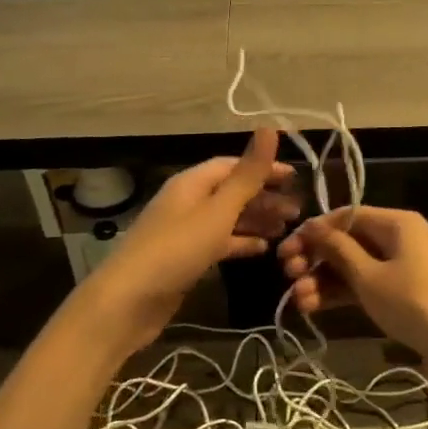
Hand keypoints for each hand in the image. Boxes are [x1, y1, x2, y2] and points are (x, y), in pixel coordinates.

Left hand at [85, 128, 298, 347]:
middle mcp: (187, 202)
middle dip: (264, 198)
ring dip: (256, 221)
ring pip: (227, 218)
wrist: (129, 301)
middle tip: (298, 212)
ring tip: (287, 231)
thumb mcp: (217, 211)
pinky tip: (263, 250)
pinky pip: (219, 243)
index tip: (295, 180)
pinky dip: (241, 243)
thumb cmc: (176, 250)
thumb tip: (269, 127)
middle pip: (230, 192)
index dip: (263, 168)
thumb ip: (247, 175)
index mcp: (191, 183)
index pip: (232, 165)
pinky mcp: (185, 259)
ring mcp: (185, 232)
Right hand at [278, 206, 427, 363]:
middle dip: (316, 259)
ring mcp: (404, 266)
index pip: (346, 216)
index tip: (286, 251)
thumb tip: (314, 227)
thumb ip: (338, 250)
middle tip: (287, 275)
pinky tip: (315, 308)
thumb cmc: (414, 303)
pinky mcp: (405, 292)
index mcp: (397, 222)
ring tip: (298, 300)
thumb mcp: (369, 276)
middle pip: (349, 241)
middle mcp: (401, 238)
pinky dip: (343, 294)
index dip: (313, 231)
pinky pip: (368, 284)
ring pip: (355, 266)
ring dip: (325, 280)